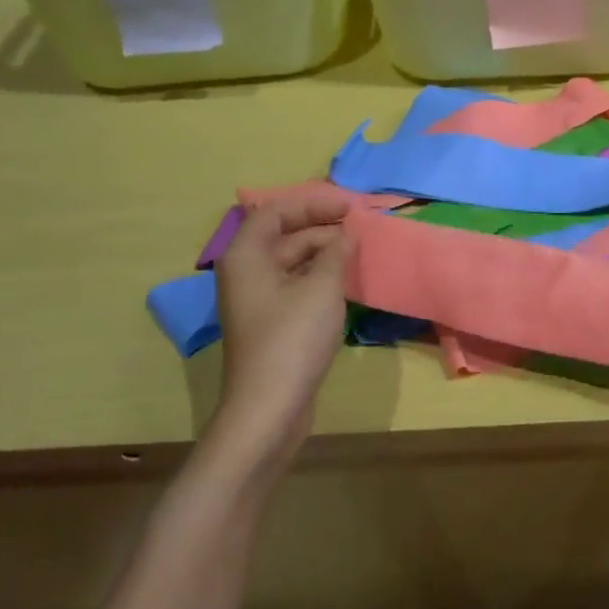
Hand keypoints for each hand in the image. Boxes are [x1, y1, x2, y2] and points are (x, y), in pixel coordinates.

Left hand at [209, 193, 349, 462]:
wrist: (269, 406)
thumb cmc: (293, 338)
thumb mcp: (321, 288)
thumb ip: (337, 252)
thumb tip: (348, 232)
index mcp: (247, 255)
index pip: (277, 211)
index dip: (314, 203)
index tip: (351, 206)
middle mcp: (246, 271)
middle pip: (284, 234)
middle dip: (323, 226)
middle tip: (363, 226)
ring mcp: (258, 299)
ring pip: (293, 261)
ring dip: (325, 252)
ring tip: (361, 250)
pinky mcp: (272, 322)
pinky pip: (297, 285)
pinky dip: (321, 276)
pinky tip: (348, 279)